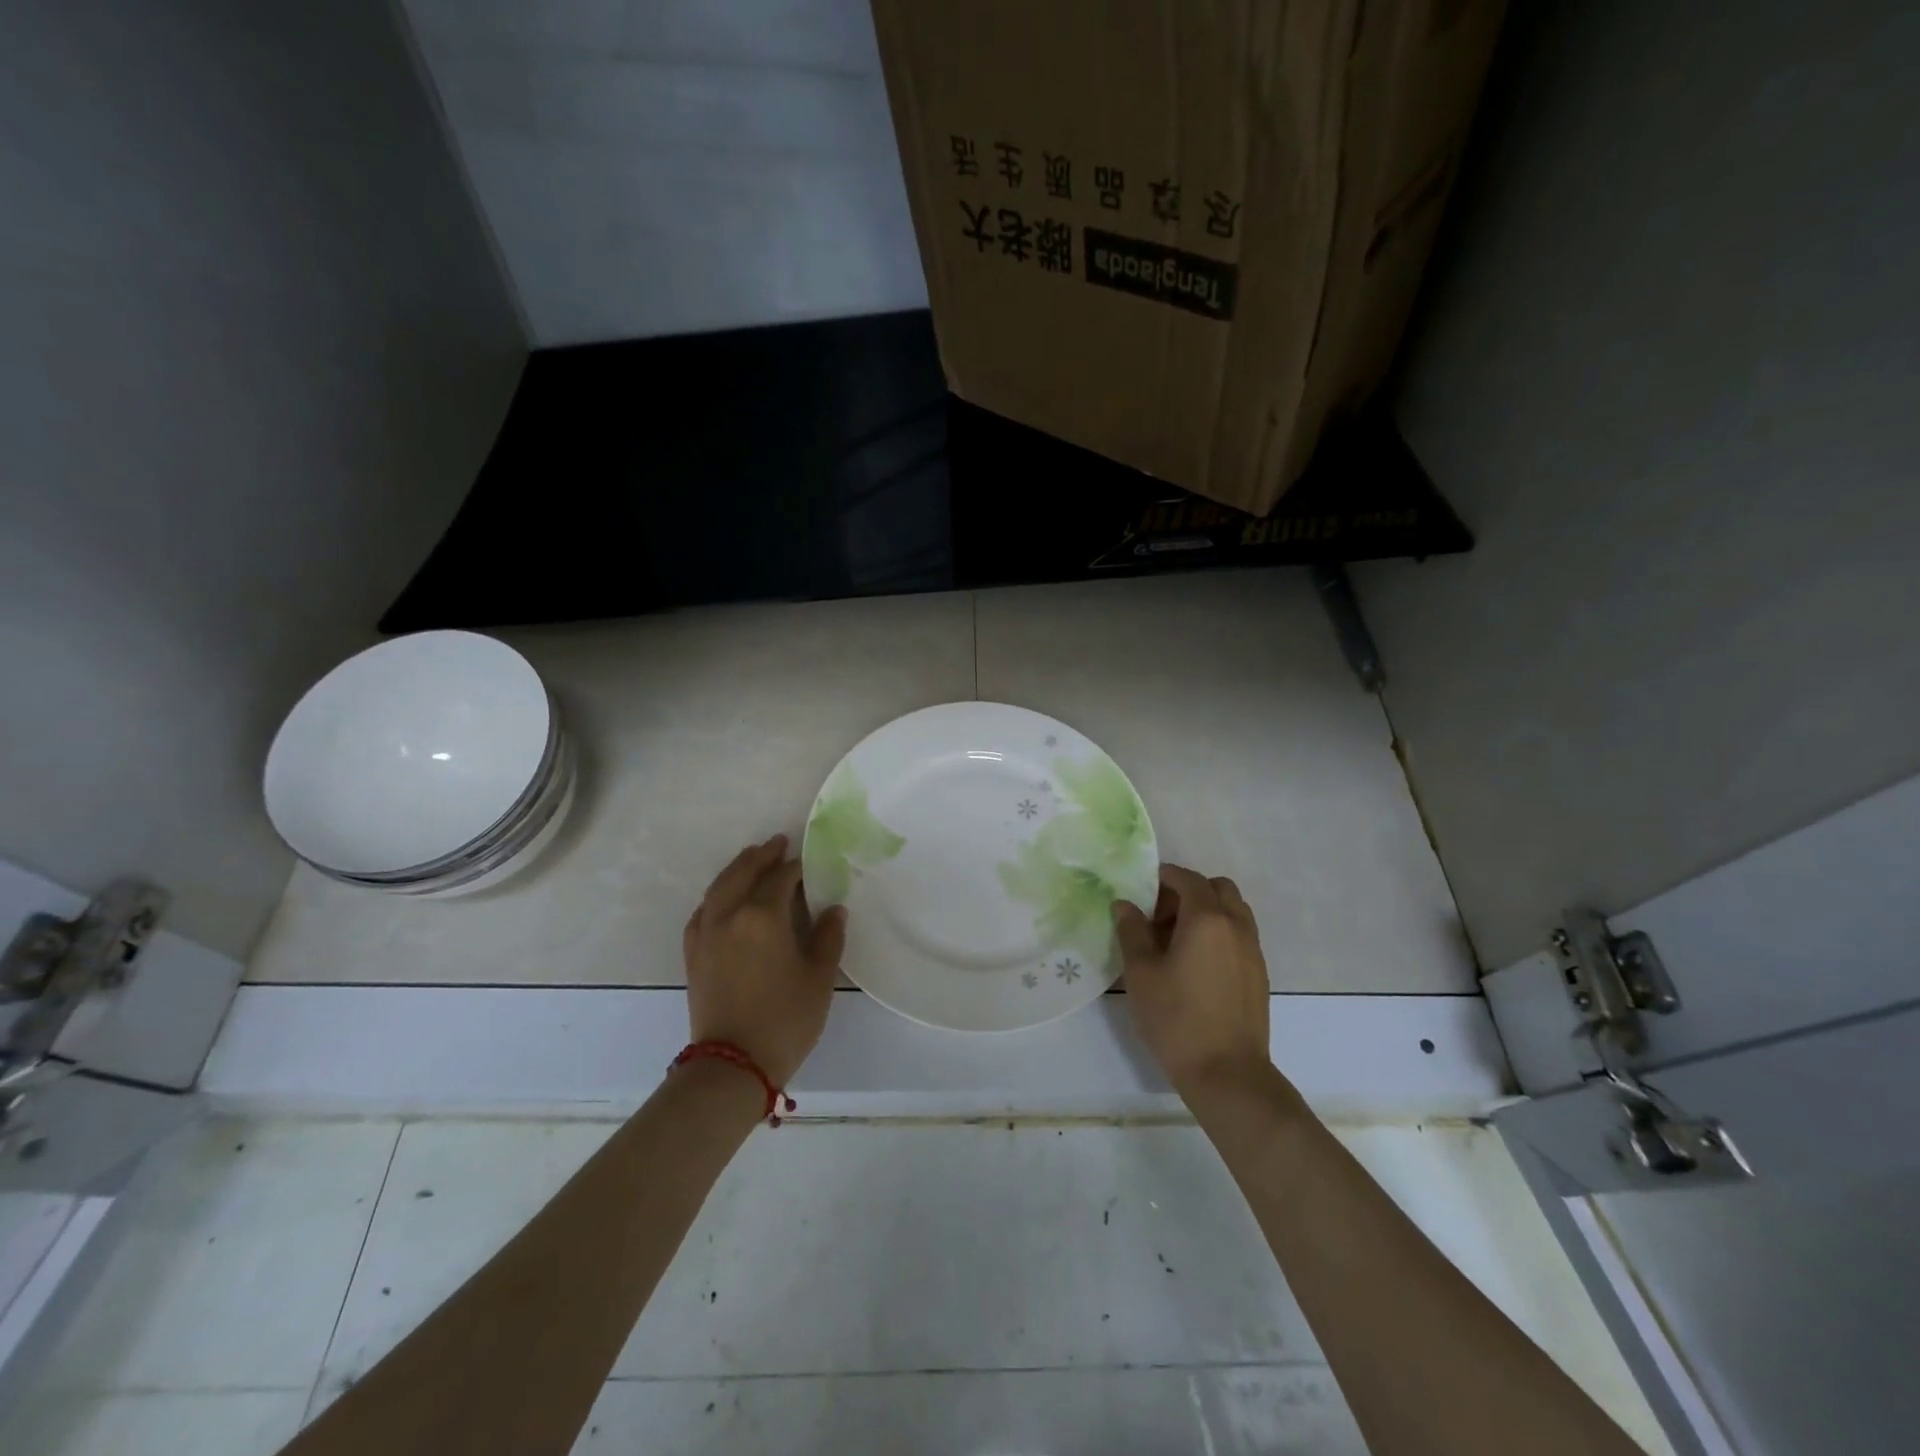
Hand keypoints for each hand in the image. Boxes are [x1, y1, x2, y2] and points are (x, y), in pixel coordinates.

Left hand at [683, 835, 845, 1087]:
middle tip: (777, 843)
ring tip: (751, 860)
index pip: (781, 878)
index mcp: (762, 916)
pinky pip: (703, 911)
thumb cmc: (785, 1019)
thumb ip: (828, 937)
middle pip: (743, 873)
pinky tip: (724, 900)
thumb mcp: (819, 978)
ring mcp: (706, 934)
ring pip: (718, 888)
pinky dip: (716, 896)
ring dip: (736, 869)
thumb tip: (833, 909)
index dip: (796, 867)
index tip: (808, 862)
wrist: (732, 1065)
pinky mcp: (693, 954)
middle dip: (761, 856)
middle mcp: (729, 915)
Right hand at [1114, 864, 1271, 1094]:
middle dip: (1189, 891)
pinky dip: (1220, 933)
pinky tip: (1196, 964)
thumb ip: (1131, 931)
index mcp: (1207, 919)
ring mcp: (1253, 951)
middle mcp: (1236, 926)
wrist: (1227, 1074)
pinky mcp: (1259, 974)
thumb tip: (1124, 905)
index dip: (1165, 877)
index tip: (1143, 890)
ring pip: (1234, 911)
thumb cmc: (1177, 1018)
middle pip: (1218, 888)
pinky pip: (1240, 935)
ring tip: (1178, 940)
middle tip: (1161, 915)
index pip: (1188, 879)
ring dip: (1208, 911)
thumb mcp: (1141, 973)